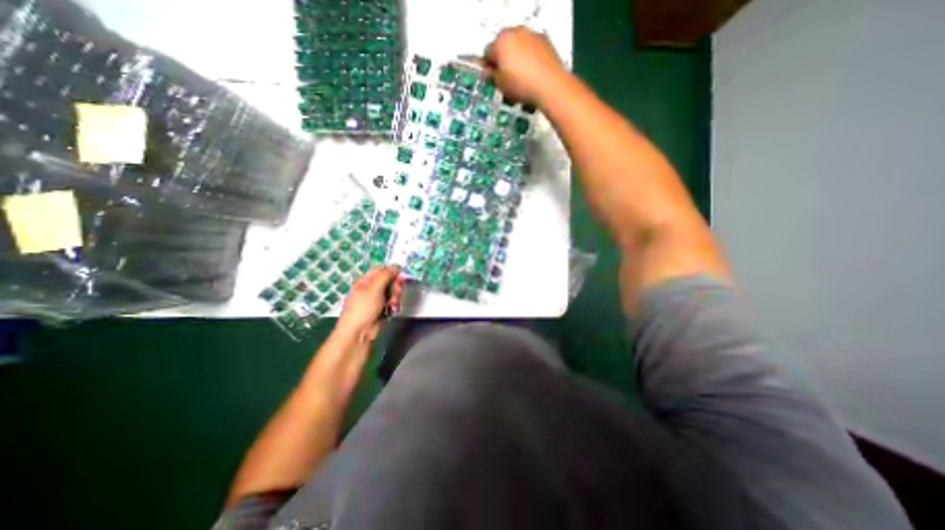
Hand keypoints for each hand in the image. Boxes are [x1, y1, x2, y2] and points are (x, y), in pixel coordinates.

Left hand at [335, 264, 401, 342]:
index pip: (381, 269)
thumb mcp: (374, 288)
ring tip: (393, 304)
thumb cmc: (363, 309)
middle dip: (395, 286)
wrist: (358, 334)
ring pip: (392, 292)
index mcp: (365, 281)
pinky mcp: (381, 310)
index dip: (392, 271)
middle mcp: (370, 289)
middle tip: (397, 292)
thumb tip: (396, 266)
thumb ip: (385, 275)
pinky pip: (391, 303)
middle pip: (389, 281)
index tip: (400, 276)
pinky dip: (394, 305)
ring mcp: (376, 300)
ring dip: (395, 297)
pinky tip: (393, 310)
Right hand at [487, 24, 567, 103]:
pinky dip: (530, 60)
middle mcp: (515, 33)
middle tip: (506, 80)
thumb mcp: (501, 85)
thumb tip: (489, 73)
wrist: (549, 85)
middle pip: (504, 47)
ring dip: (517, 61)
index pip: (488, 53)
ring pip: (518, 48)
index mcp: (500, 42)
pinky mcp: (545, 41)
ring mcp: (531, 35)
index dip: (489, 67)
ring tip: (520, 81)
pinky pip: (532, 50)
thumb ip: (492, 77)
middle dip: (503, 62)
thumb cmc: (522, 85)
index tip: (493, 78)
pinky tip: (531, 76)